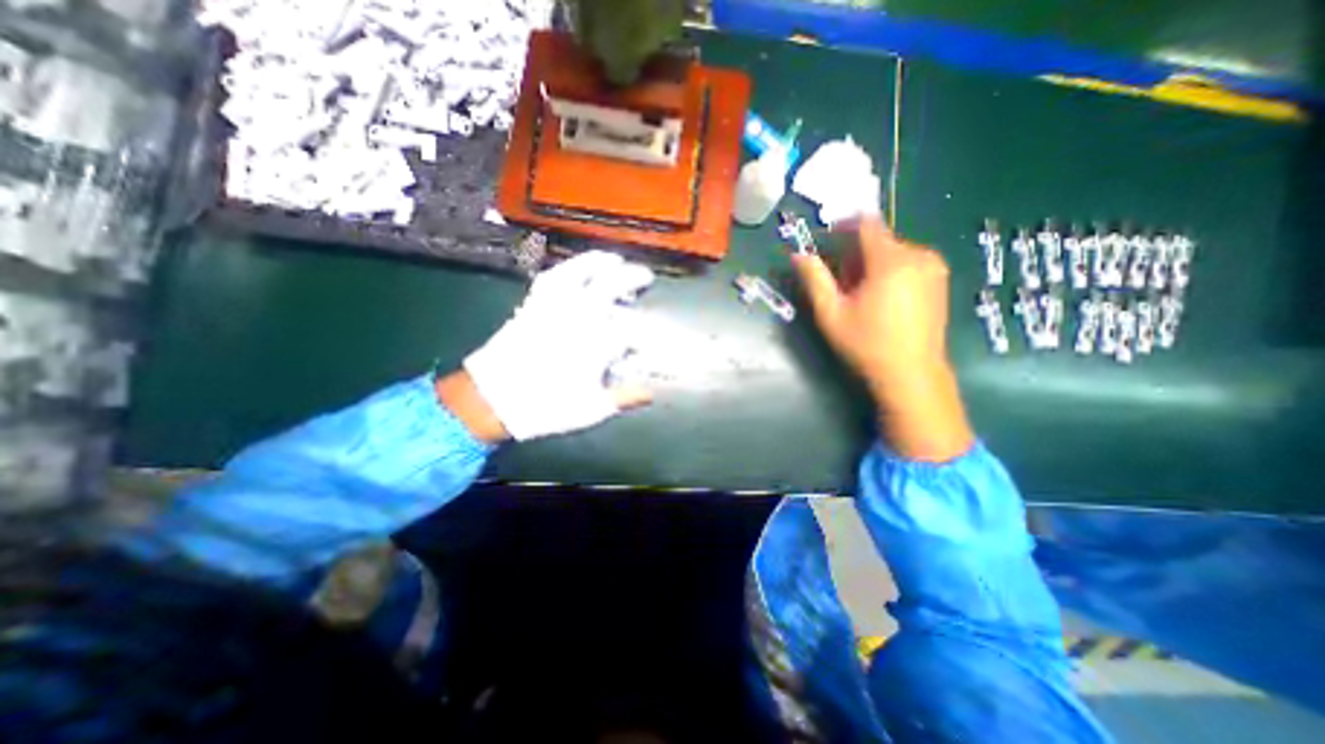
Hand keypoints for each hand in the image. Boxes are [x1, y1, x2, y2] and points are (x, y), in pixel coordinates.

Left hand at [456, 253, 657, 444]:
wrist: (491, 400)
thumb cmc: (545, 408)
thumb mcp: (590, 410)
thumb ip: (623, 398)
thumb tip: (650, 393)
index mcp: (594, 344)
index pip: (631, 329)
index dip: (647, 332)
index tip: (654, 339)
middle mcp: (577, 318)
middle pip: (610, 286)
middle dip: (632, 277)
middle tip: (645, 276)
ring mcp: (553, 308)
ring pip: (580, 273)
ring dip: (600, 263)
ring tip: (614, 259)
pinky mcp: (532, 305)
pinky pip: (551, 278)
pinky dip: (566, 268)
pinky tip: (575, 268)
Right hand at [796, 212, 969, 460]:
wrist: (912, 373)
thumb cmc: (866, 344)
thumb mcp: (831, 314)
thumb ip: (814, 279)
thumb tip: (798, 254)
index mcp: (891, 261)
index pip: (866, 224)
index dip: (844, 225)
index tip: (827, 239)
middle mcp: (918, 255)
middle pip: (880, 238)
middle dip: (856, 251)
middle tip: (840, 278)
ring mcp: (934, 267)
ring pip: (894, 250)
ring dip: (873, 261)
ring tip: (860, 291)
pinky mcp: (940, 280)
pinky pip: (909, 261)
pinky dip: (890, 269)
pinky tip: (881, 296)